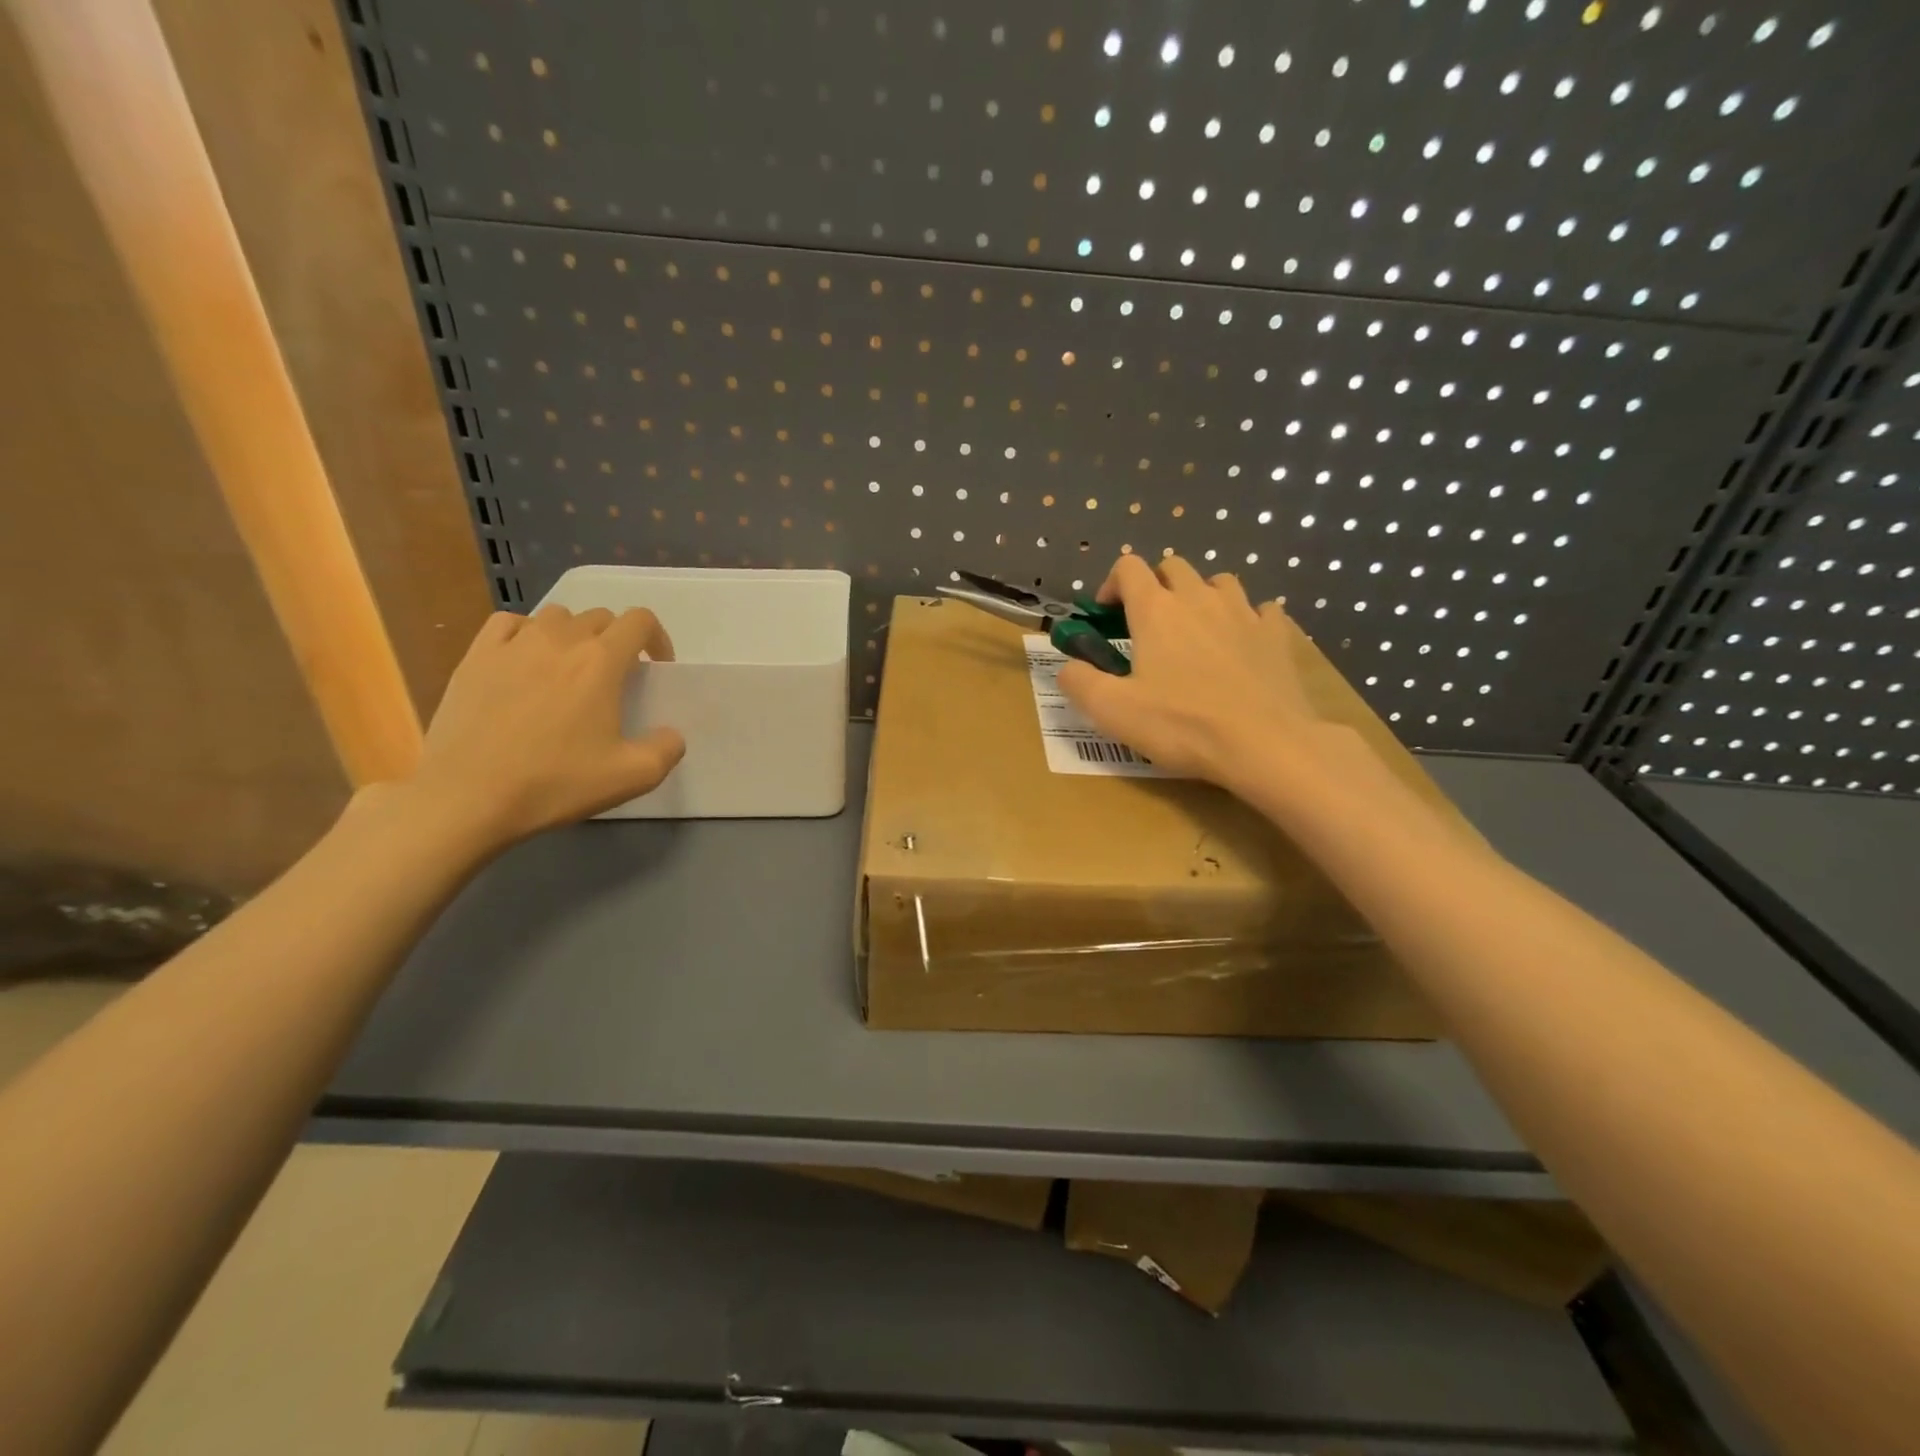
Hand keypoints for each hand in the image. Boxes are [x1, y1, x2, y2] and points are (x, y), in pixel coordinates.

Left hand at [403, 606, 684, 850]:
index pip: (640, 620)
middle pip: (600, 617)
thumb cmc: (555, 782)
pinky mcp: (475, 656)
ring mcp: (513, 644)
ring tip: (570, 670)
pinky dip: (526, 634)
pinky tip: (525, 661)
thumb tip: (670, 734)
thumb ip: (666, 749)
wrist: (467, 796)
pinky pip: (509, 624)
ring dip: (574, 635)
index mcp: (601, 661)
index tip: (655, 669)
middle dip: (616, 641)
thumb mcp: (632, 776)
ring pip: (556, 616)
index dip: (656, 639)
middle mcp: (560, 639)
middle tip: (614, 680)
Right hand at [1058, 554, 1326, 789]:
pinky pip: (1261, 610)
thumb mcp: (1111, 711)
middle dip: (1156, 585)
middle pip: (1173, 566)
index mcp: (1156, 611)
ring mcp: (1243, 613)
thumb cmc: (1181, 725)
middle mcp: (1199, 598)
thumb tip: (1068, 668)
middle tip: (1148, 624)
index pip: (1128, 567)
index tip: (1107, 616)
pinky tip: (1242, 643)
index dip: (1112, 584)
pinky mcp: (1276, 635)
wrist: (1263, 744)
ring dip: (1201, 595)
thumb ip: (1079, 682)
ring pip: (1219, 581)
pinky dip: (1247, 619)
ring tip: (1195, 629)